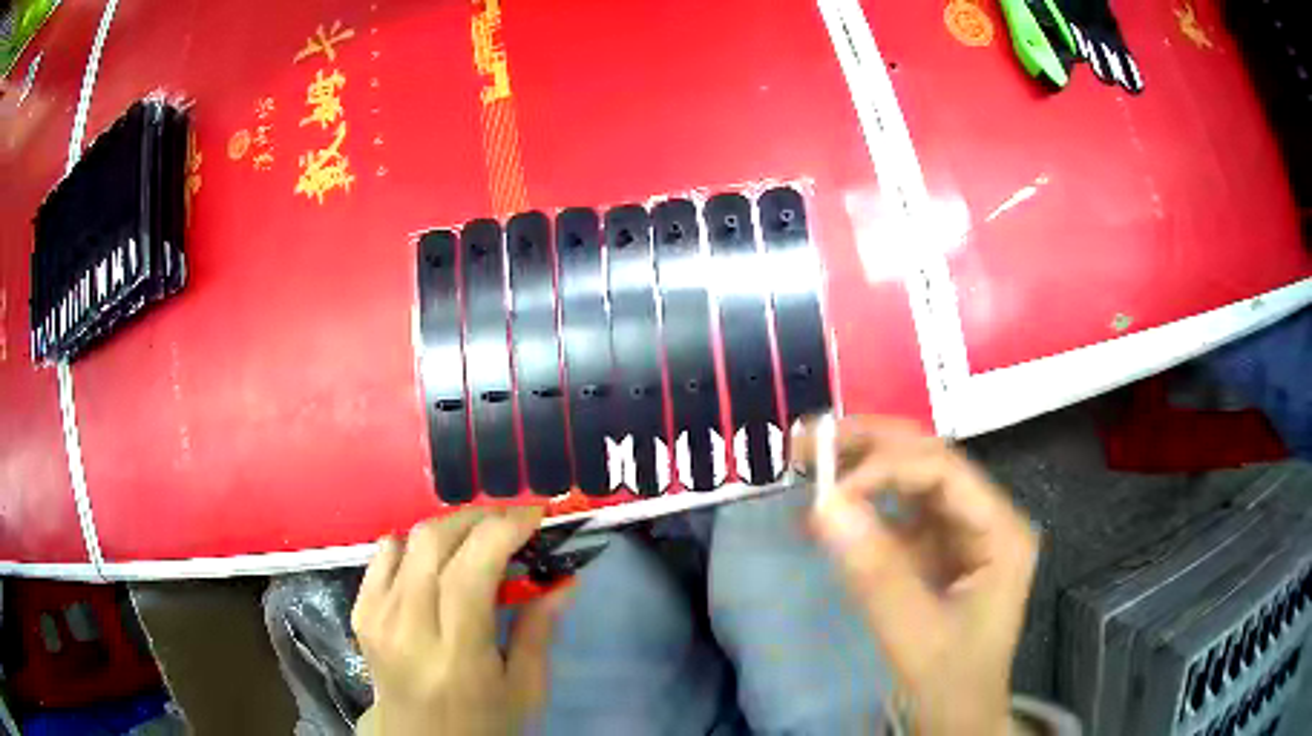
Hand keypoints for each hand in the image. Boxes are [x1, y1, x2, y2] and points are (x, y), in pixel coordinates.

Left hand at [351, 507, 566, 735]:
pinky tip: (436, 559)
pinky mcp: (360, 611)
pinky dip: (415, 543)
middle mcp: (407, 627)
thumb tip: (565, 578)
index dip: (503, 530)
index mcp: (455, 655)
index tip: (535, 515)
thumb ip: (540, 630)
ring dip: (450, 527)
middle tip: (513, 523)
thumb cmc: (482, 722)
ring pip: (409, 540)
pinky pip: (383, 553)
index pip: (470, 571)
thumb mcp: (525, 689)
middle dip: (479, 518)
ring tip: (480, 538)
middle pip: (434, 543)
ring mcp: (376, 616)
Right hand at [794, 417, 1037, 735]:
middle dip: (871, 446)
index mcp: (1001, 531)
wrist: (958, 718)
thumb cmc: (950, 682)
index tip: (829, 489)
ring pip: (912, 478)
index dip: (886, 468)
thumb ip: (875, 572)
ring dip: (862, 465)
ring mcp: (961, 531)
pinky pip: (899, 512)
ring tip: (810, 456)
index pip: (945, 472)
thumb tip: (823, 505)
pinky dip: (862, 504)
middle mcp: (985, 517)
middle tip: (810, 438)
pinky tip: (829, 504)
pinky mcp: (937, 548)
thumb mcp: (914, 634)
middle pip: (930, 461)